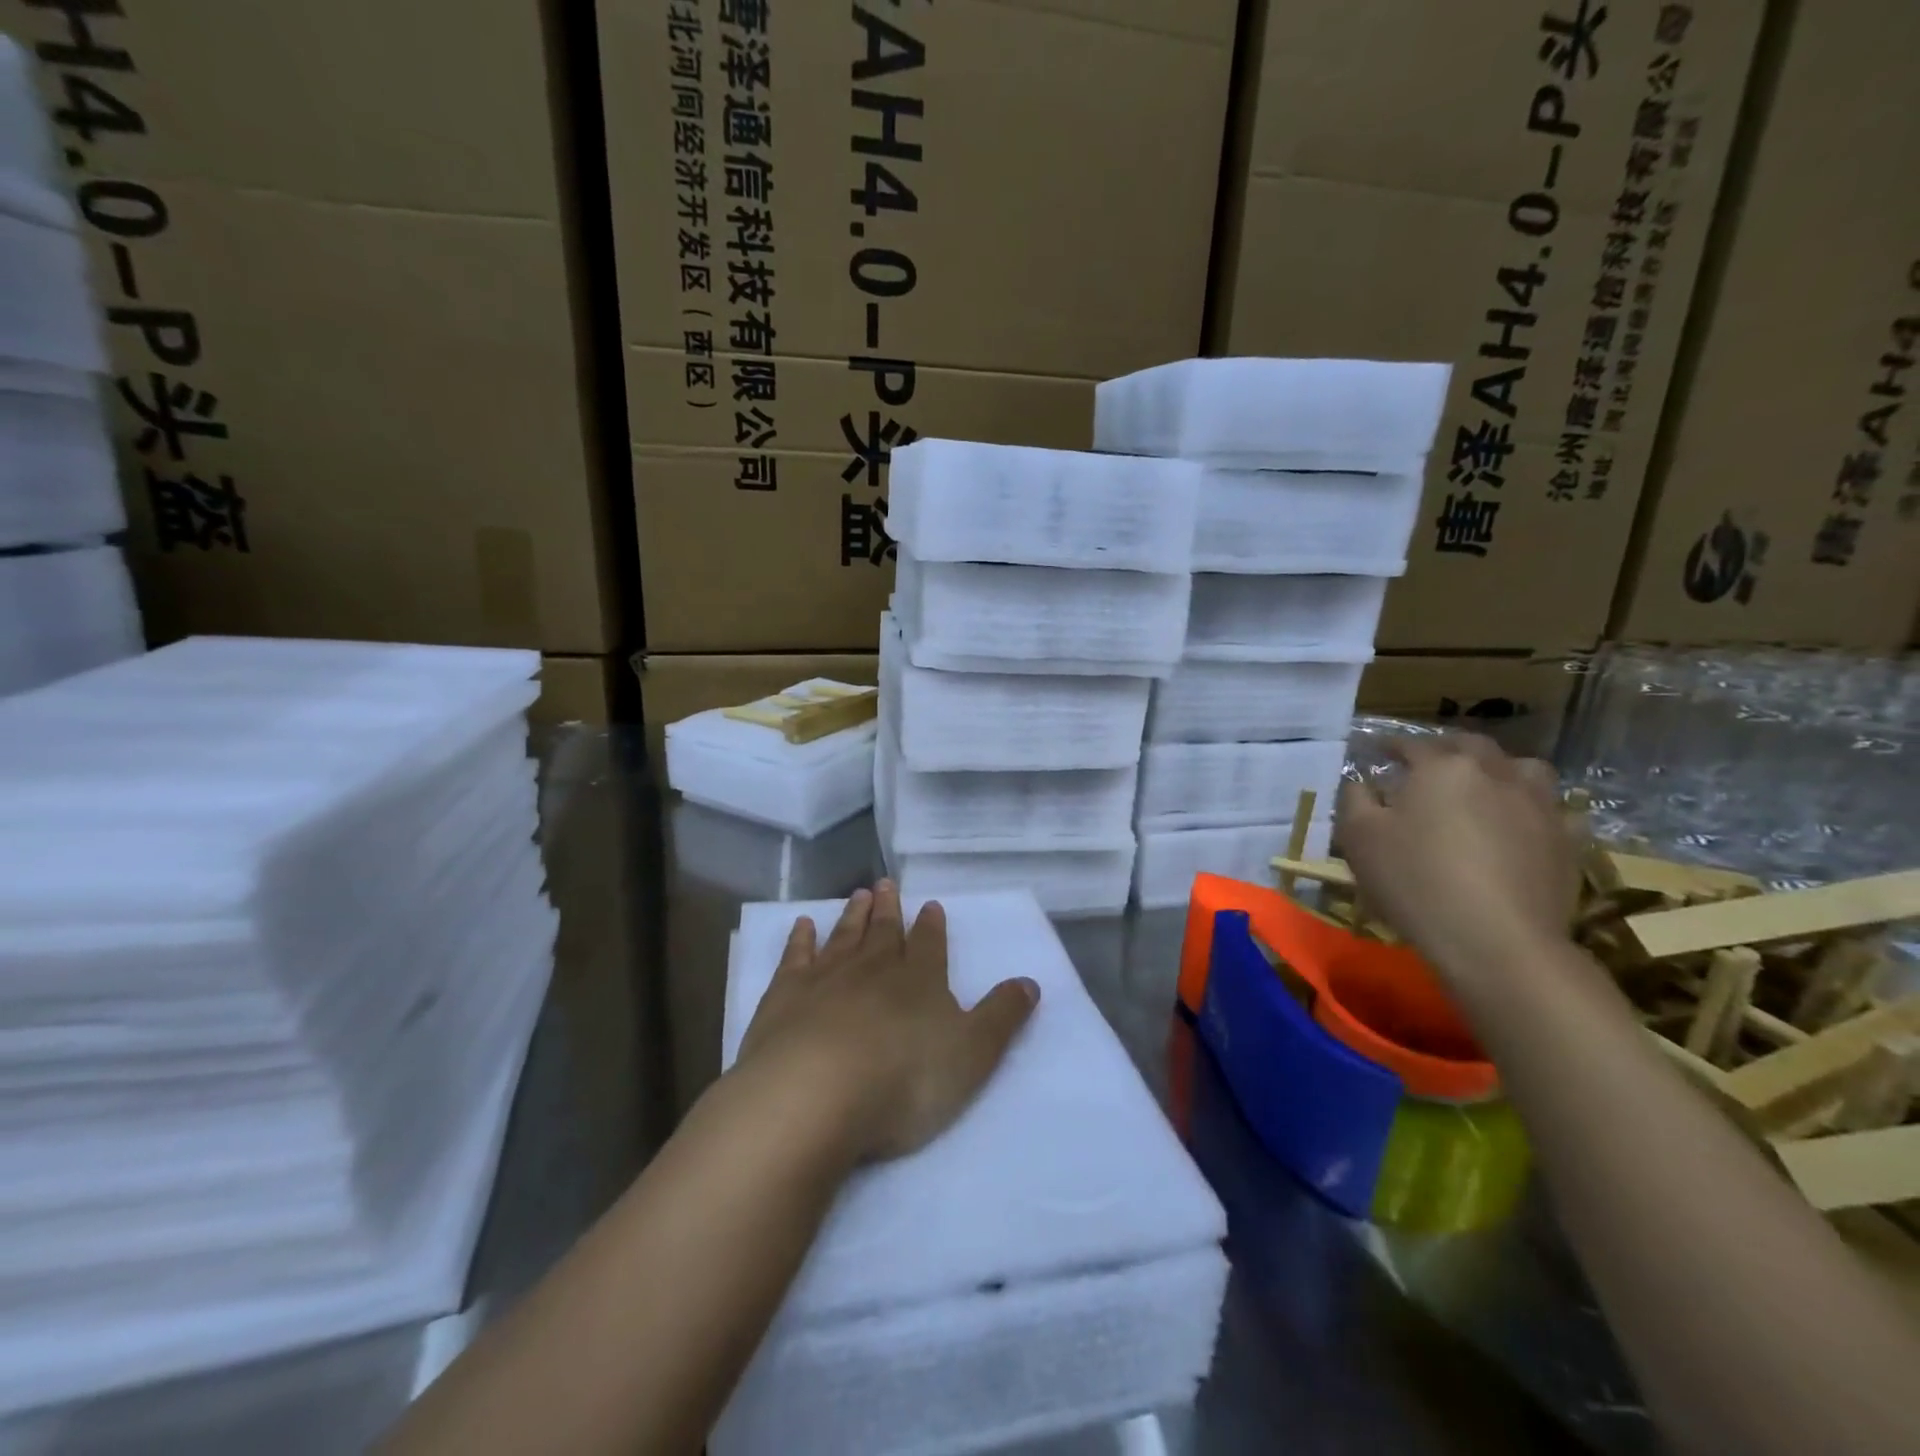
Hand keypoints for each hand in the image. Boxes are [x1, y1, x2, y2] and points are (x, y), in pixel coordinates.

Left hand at [736, 882, 1040, 1164]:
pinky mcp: (784, 997)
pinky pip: (795, 958)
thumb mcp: (973, 1054)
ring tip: (858, 894)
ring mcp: (826, 979)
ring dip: (853, 916)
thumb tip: (1030, 982)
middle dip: (889, 909)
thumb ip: (1002, 1017)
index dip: (932, 926)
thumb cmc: (904, 1080)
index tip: (930, 905)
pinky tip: (802, 925)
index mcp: (920, 981)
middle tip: (886, 884)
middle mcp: (873, 969)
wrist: (815, 1094)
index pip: (929, 945)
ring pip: (844, 937)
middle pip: (884, 932)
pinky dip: (800, 939)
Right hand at [1337, 736, 1581, 989]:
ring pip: (1522, 769)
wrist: (1497, 941)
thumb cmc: (1415, 881)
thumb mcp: (1358, 838)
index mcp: (1441, 766)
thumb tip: (1363, 783)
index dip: (1391, 746)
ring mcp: (1540, 804)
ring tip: (1484, 788)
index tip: (1377, 752)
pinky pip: (1553, 810)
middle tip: (1428, 766)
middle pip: (1470, 746)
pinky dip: (1534, 809)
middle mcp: (1495, 772)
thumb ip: (1355, 799)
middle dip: (1446, 750)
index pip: (1411, 744)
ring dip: (1500, 771)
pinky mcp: (1568, 839)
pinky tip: (1522, 827)